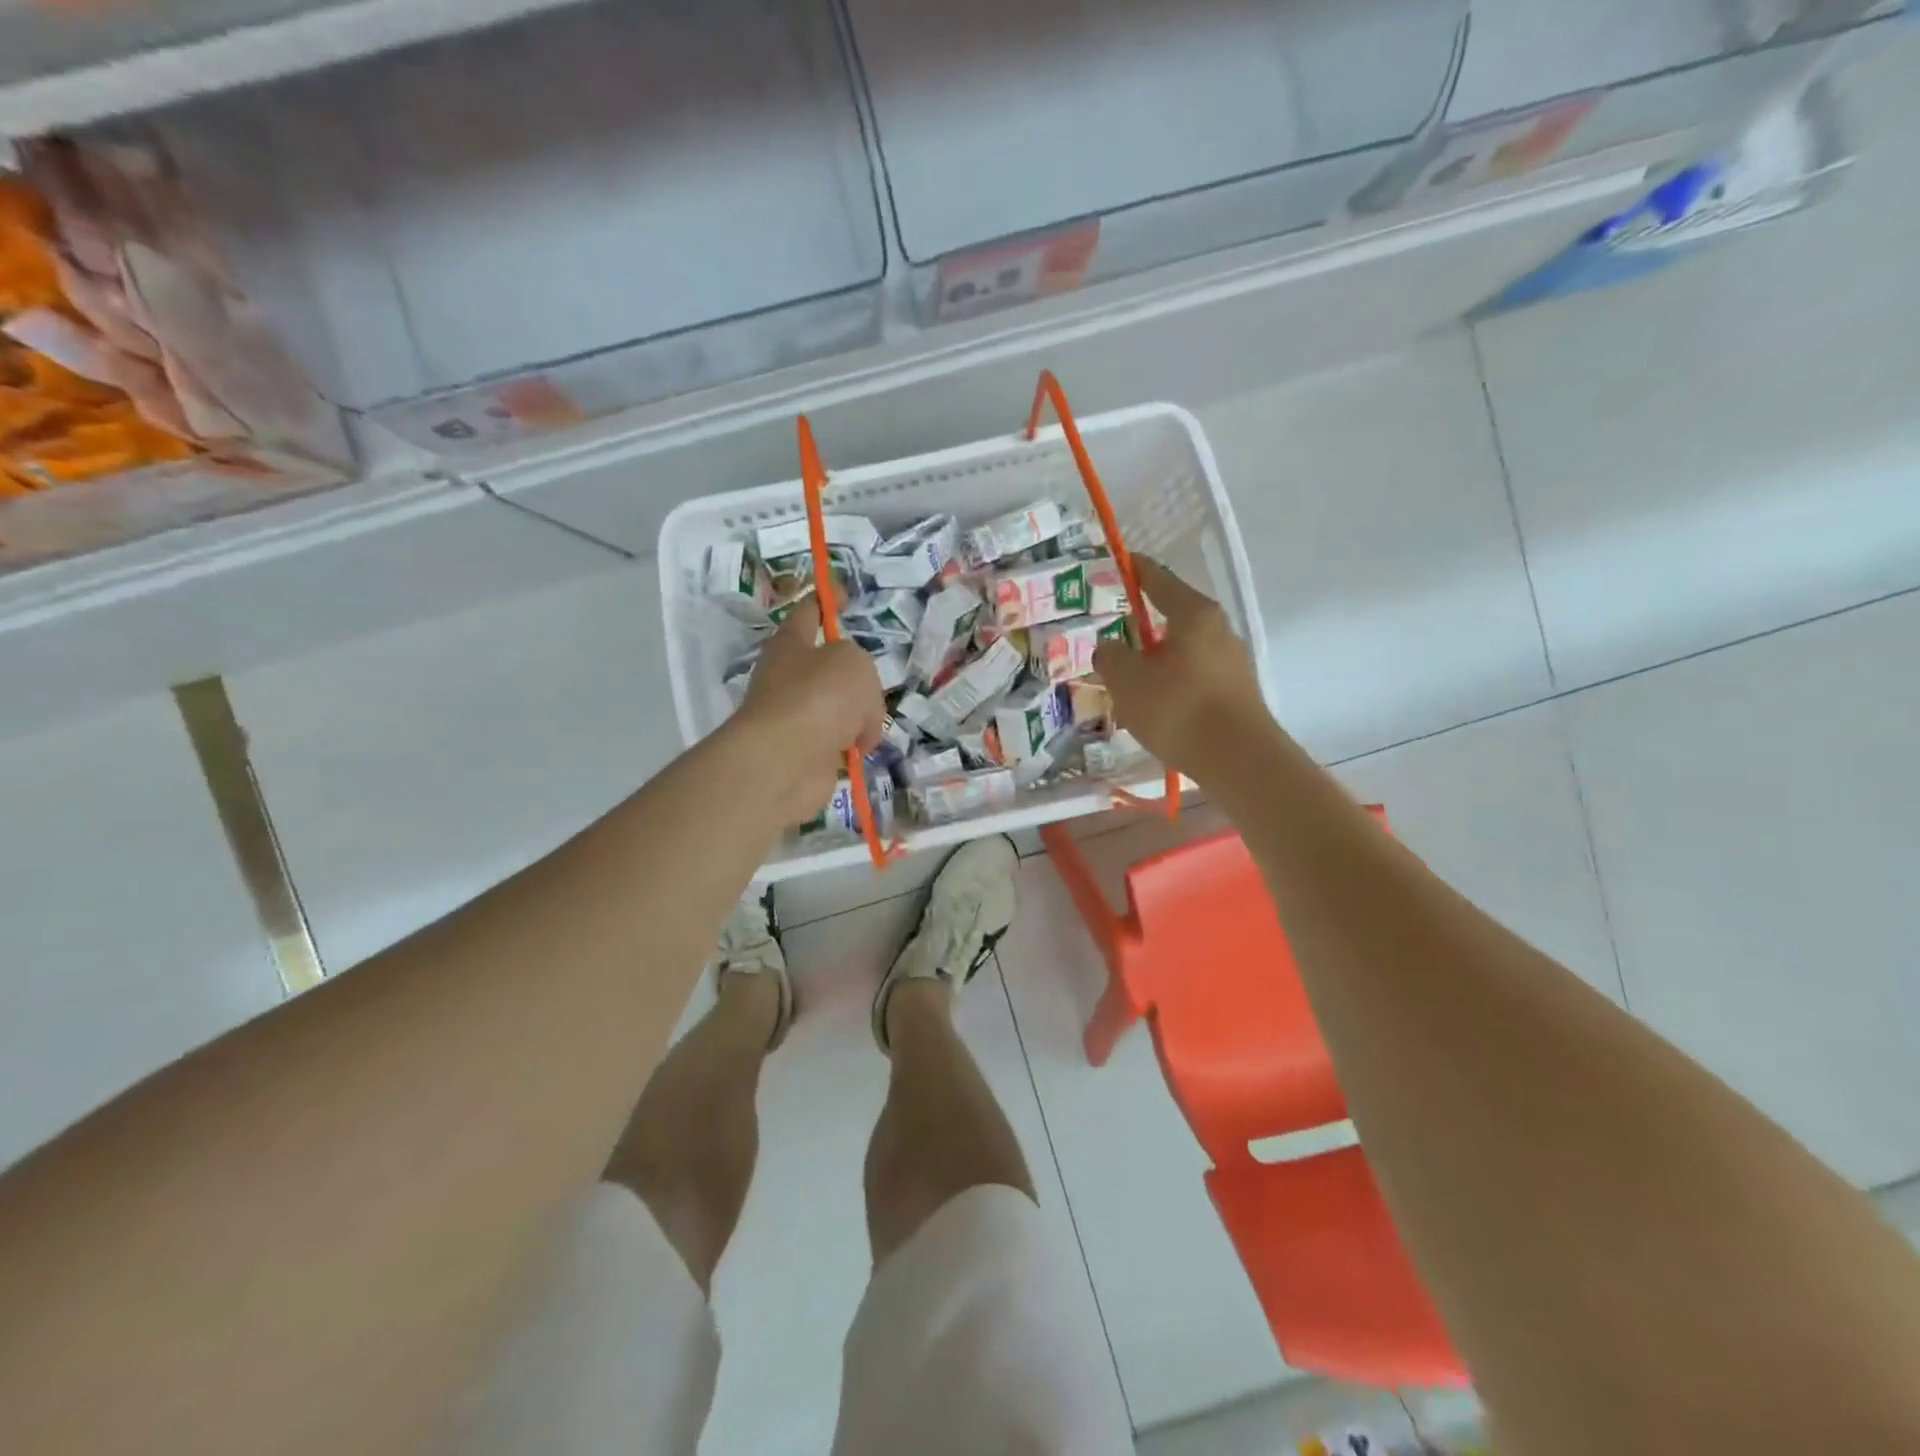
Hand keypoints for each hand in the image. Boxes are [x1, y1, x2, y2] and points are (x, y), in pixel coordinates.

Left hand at [732, 597, 886, 825]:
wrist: (787, 762)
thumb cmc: (819, 697)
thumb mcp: (855, 662)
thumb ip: (862, 671)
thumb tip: (856, 715)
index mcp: (792, 643)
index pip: (809, 611)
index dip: (827, 599)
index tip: (845, 595)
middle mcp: (788, 677)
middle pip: (827, 665)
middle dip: (854, 675)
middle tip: (873, 683)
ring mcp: (794, 717)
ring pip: (837, 707)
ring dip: (858, 717)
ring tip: (868, 725)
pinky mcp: (804, 753)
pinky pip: (837, 743)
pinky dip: (852, 748)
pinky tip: (860, 751)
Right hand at [1093, 556, 1271, 773]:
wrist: (1239, 760)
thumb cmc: (1178, 709)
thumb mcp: (1127, 680)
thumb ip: (1110, 656)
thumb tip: (1110, 647)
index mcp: (1193, 614)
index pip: (1158, 579)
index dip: (1135, 570)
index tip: (1119, 561)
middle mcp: (1218, 630)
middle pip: (1173, 616)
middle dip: (1143, 625)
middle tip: (1113, 635)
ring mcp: (1232, 662)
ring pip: (1183, 650)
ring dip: (1156, 660)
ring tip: (1129, 680)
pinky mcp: (1236, 692)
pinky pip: (1194, 676)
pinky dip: (1172, 683)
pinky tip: (1155, 706)